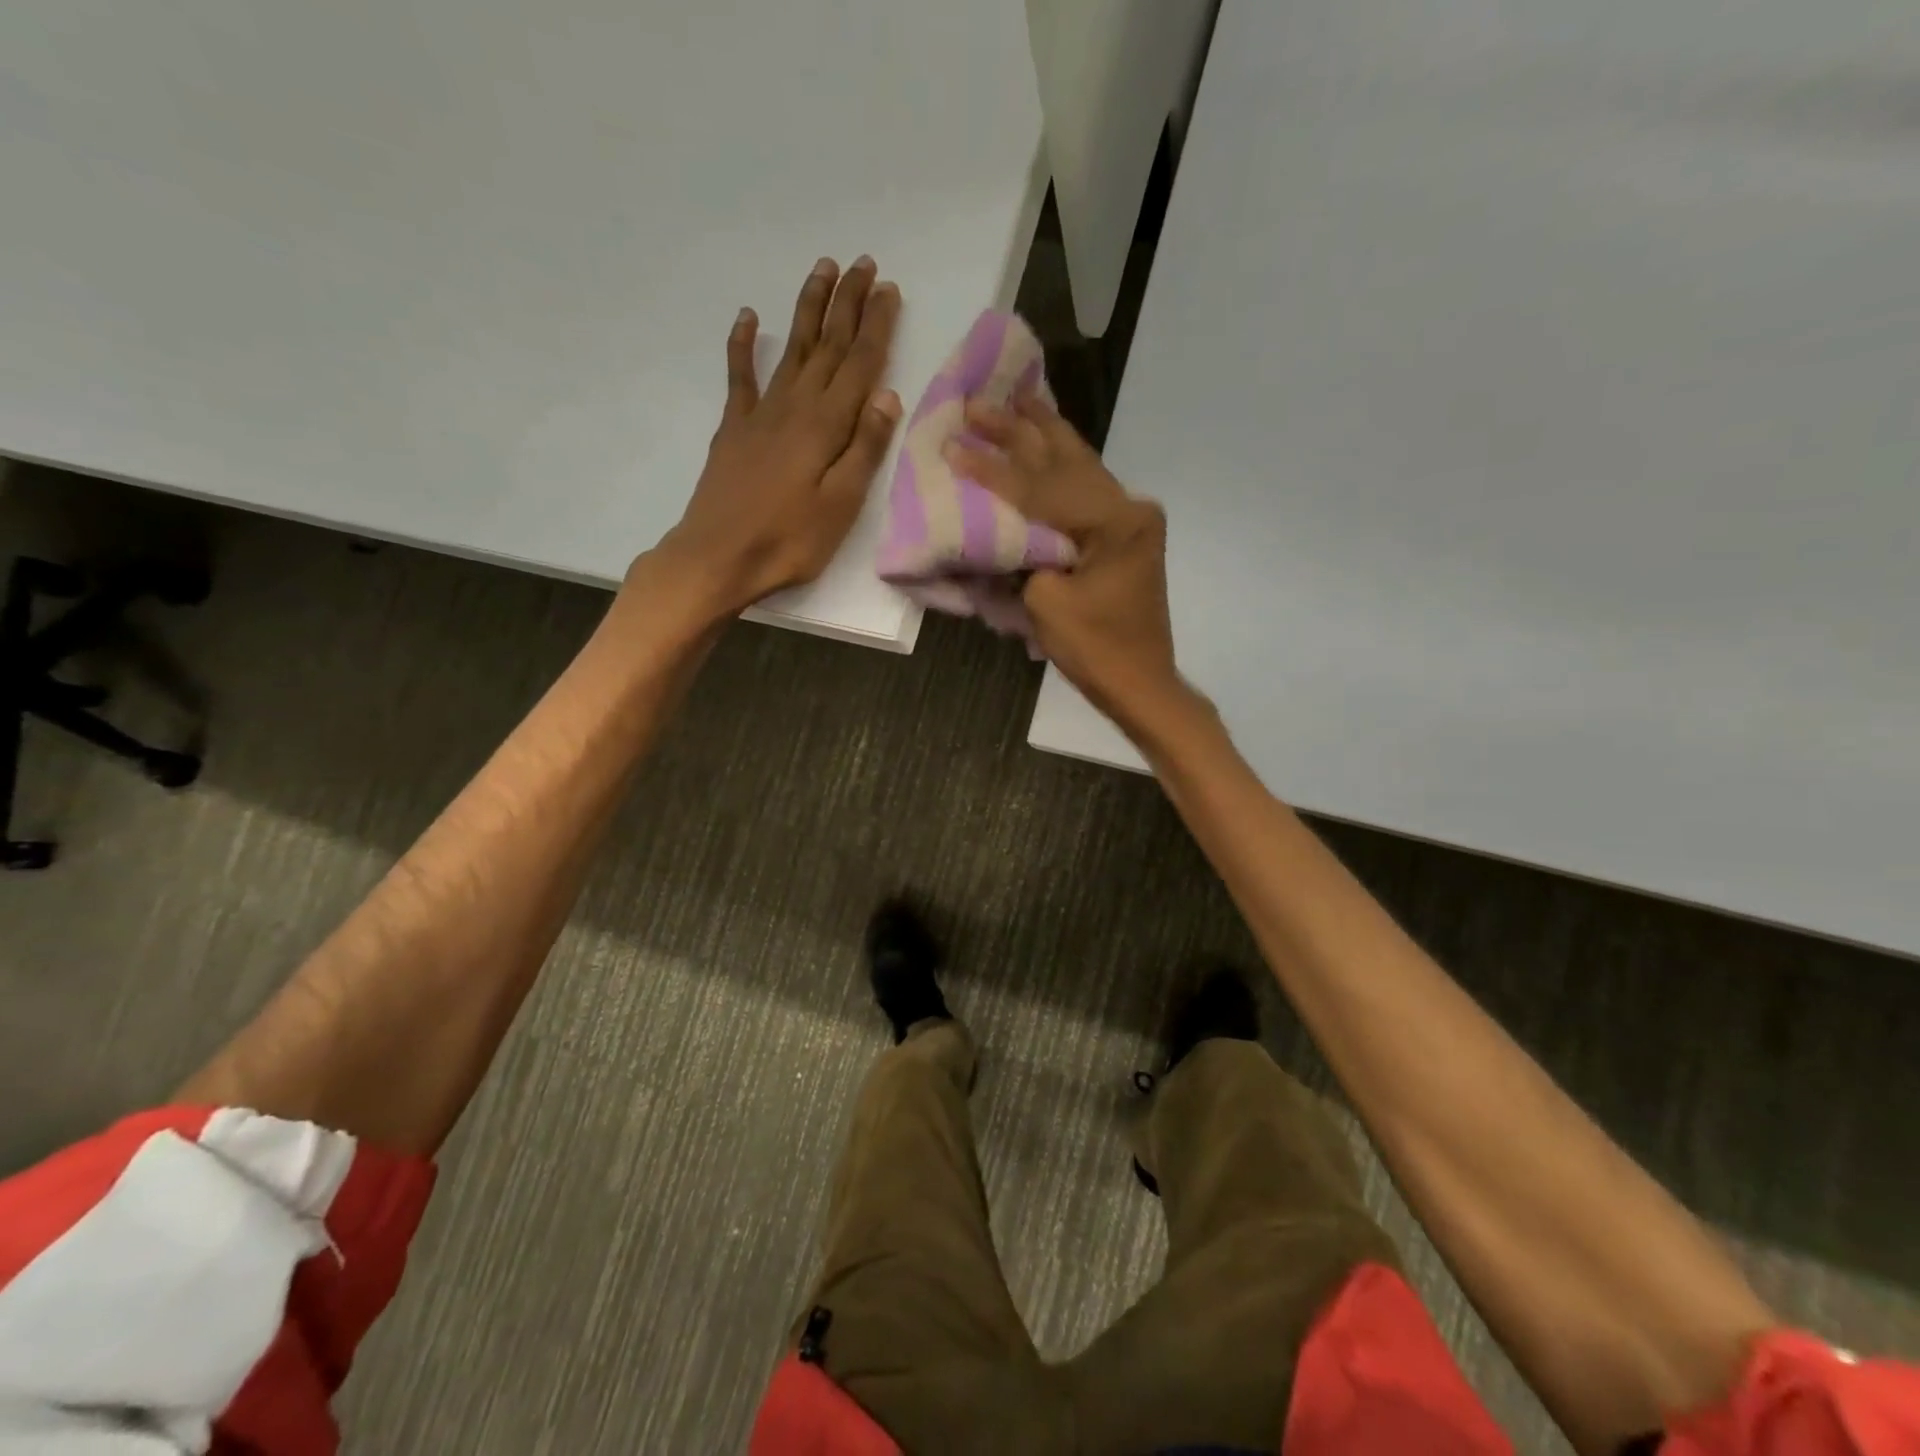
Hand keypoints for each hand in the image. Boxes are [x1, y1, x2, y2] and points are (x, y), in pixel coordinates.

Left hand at [650, 255, 902, 618]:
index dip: (876, 326)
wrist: (719, 556)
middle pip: (828, 346)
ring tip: (823, 270)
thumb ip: (864, 449)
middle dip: (848, 304)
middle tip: (864, 264)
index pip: (859, 364)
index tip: (890, 290)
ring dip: (808, 308)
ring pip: (792, 349)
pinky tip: (749, 317)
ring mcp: (760, 413)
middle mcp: (795, 406)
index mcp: (826, 425)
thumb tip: (887, 395)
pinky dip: (743, 344)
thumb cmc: (789, 540)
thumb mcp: (841, 504)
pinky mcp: (734, 428)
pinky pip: (740, 375)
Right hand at [947, 394, 1185, 727]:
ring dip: (1043, 435)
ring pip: (1079, 466)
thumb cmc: (1095, 650)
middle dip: (1019, 431)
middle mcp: (1129, 508)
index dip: (993, 468)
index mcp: (1115, 522)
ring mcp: (1130, 520)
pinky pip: (1086, 489)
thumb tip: (1004, 530)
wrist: (1140, 683)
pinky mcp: (1124, 535)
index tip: (955, 442)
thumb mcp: (1046, 604)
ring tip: (1014, 400)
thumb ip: (1024, 557)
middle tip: (979, 402)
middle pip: (1065, 461)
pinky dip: (1060, 465)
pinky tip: (1045, 441)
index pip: (1042, 488)